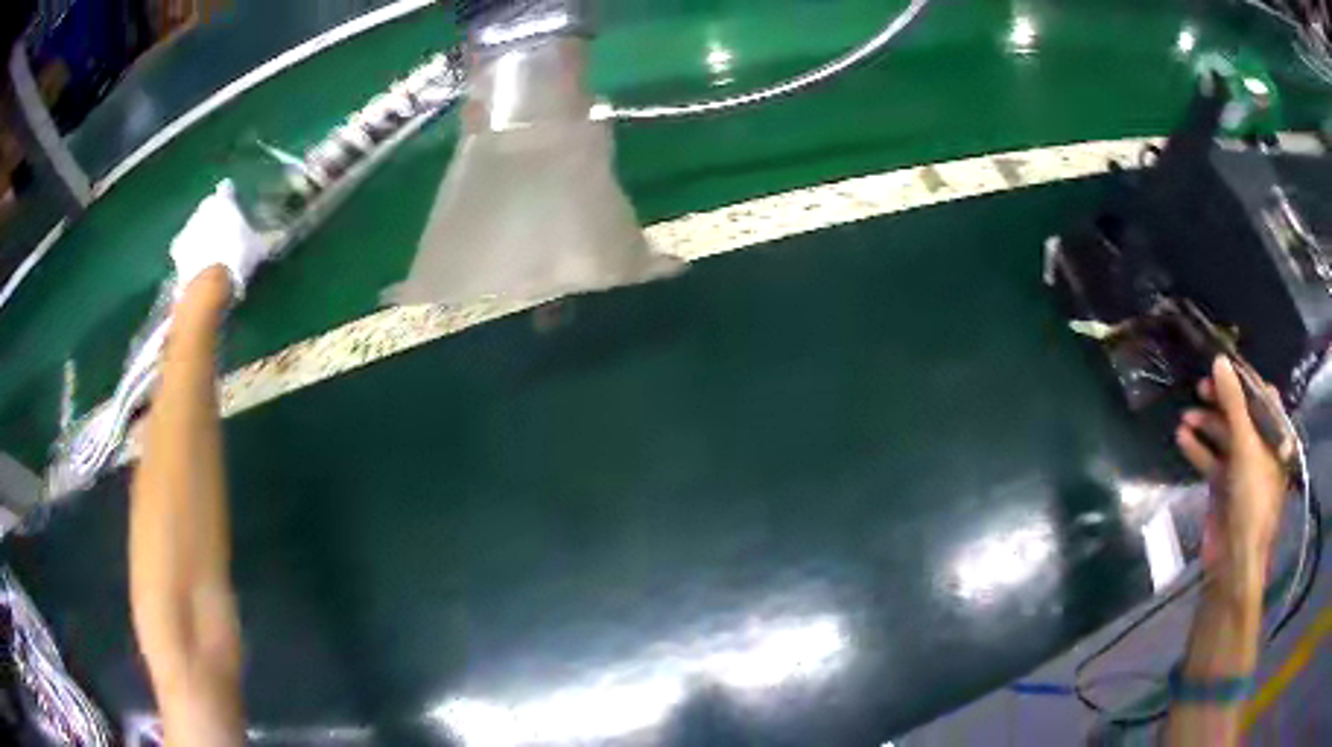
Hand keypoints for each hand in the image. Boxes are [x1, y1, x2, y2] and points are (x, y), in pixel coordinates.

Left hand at [170, 180, 266, 299]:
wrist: (209, 284)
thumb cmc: (237, 257)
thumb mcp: (260, 248)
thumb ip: (270, 238)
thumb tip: (286, 234)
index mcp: (223, 201)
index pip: (227, 190)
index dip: (230, 198)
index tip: (234, 206)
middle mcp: (203, 208)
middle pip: (209, 208)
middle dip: (214, 217)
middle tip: (223, 233)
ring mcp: (187, 228)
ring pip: (195, 226)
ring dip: (200, 235)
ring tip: (209, 252)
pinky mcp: (177, 250)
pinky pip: (184, 247)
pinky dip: (189, 253)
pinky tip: (196, 265)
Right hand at [1176, 357, 1287, 587]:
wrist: (1234, 560)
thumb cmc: (1251, 499)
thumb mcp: (1245, 446)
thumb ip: (1233, 403)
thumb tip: (1220, 359)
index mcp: (1274, 438)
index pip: (1262, 398)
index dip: (1243, 382)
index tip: (1221, 368)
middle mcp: (1260, 450)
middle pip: (1240, 416)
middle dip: (1221, 402)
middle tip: (1200, 388)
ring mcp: (1241, 470)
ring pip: (1223, 438)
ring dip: (1206, 425)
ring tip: (1186, 416)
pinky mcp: (1223, 488)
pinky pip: (1211, 460)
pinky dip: (1198, 448)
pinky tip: (1183, 438)